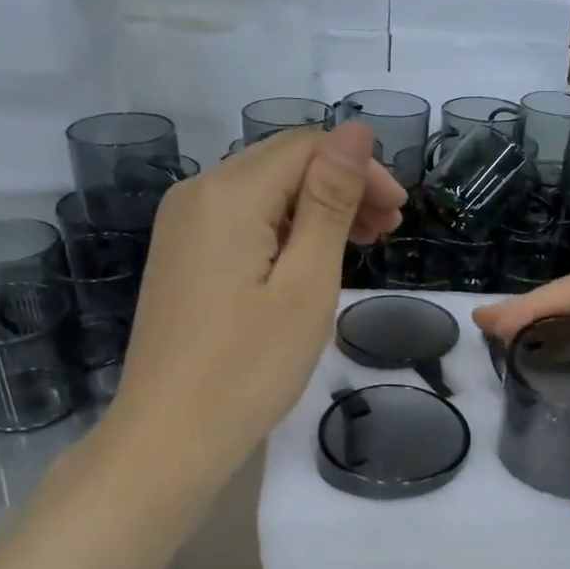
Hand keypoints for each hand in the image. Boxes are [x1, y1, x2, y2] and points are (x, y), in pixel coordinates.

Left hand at [106, 123, 405, 474]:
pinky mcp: (180, 256)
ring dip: (316, 209)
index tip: (400, 213)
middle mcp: (196, 193)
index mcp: (228, 193)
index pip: (306, 147)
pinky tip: (310, 261)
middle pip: (282, 164)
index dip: (360, 169)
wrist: (169, 437)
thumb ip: (330, 201)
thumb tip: (355, 131)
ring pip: (263, 192)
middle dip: (341, 187)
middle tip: (388, 232)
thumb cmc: (250, 367)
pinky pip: (240, 221)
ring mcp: (181, 225)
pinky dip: (283, 231)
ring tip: (362, 247)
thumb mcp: (307, 282)